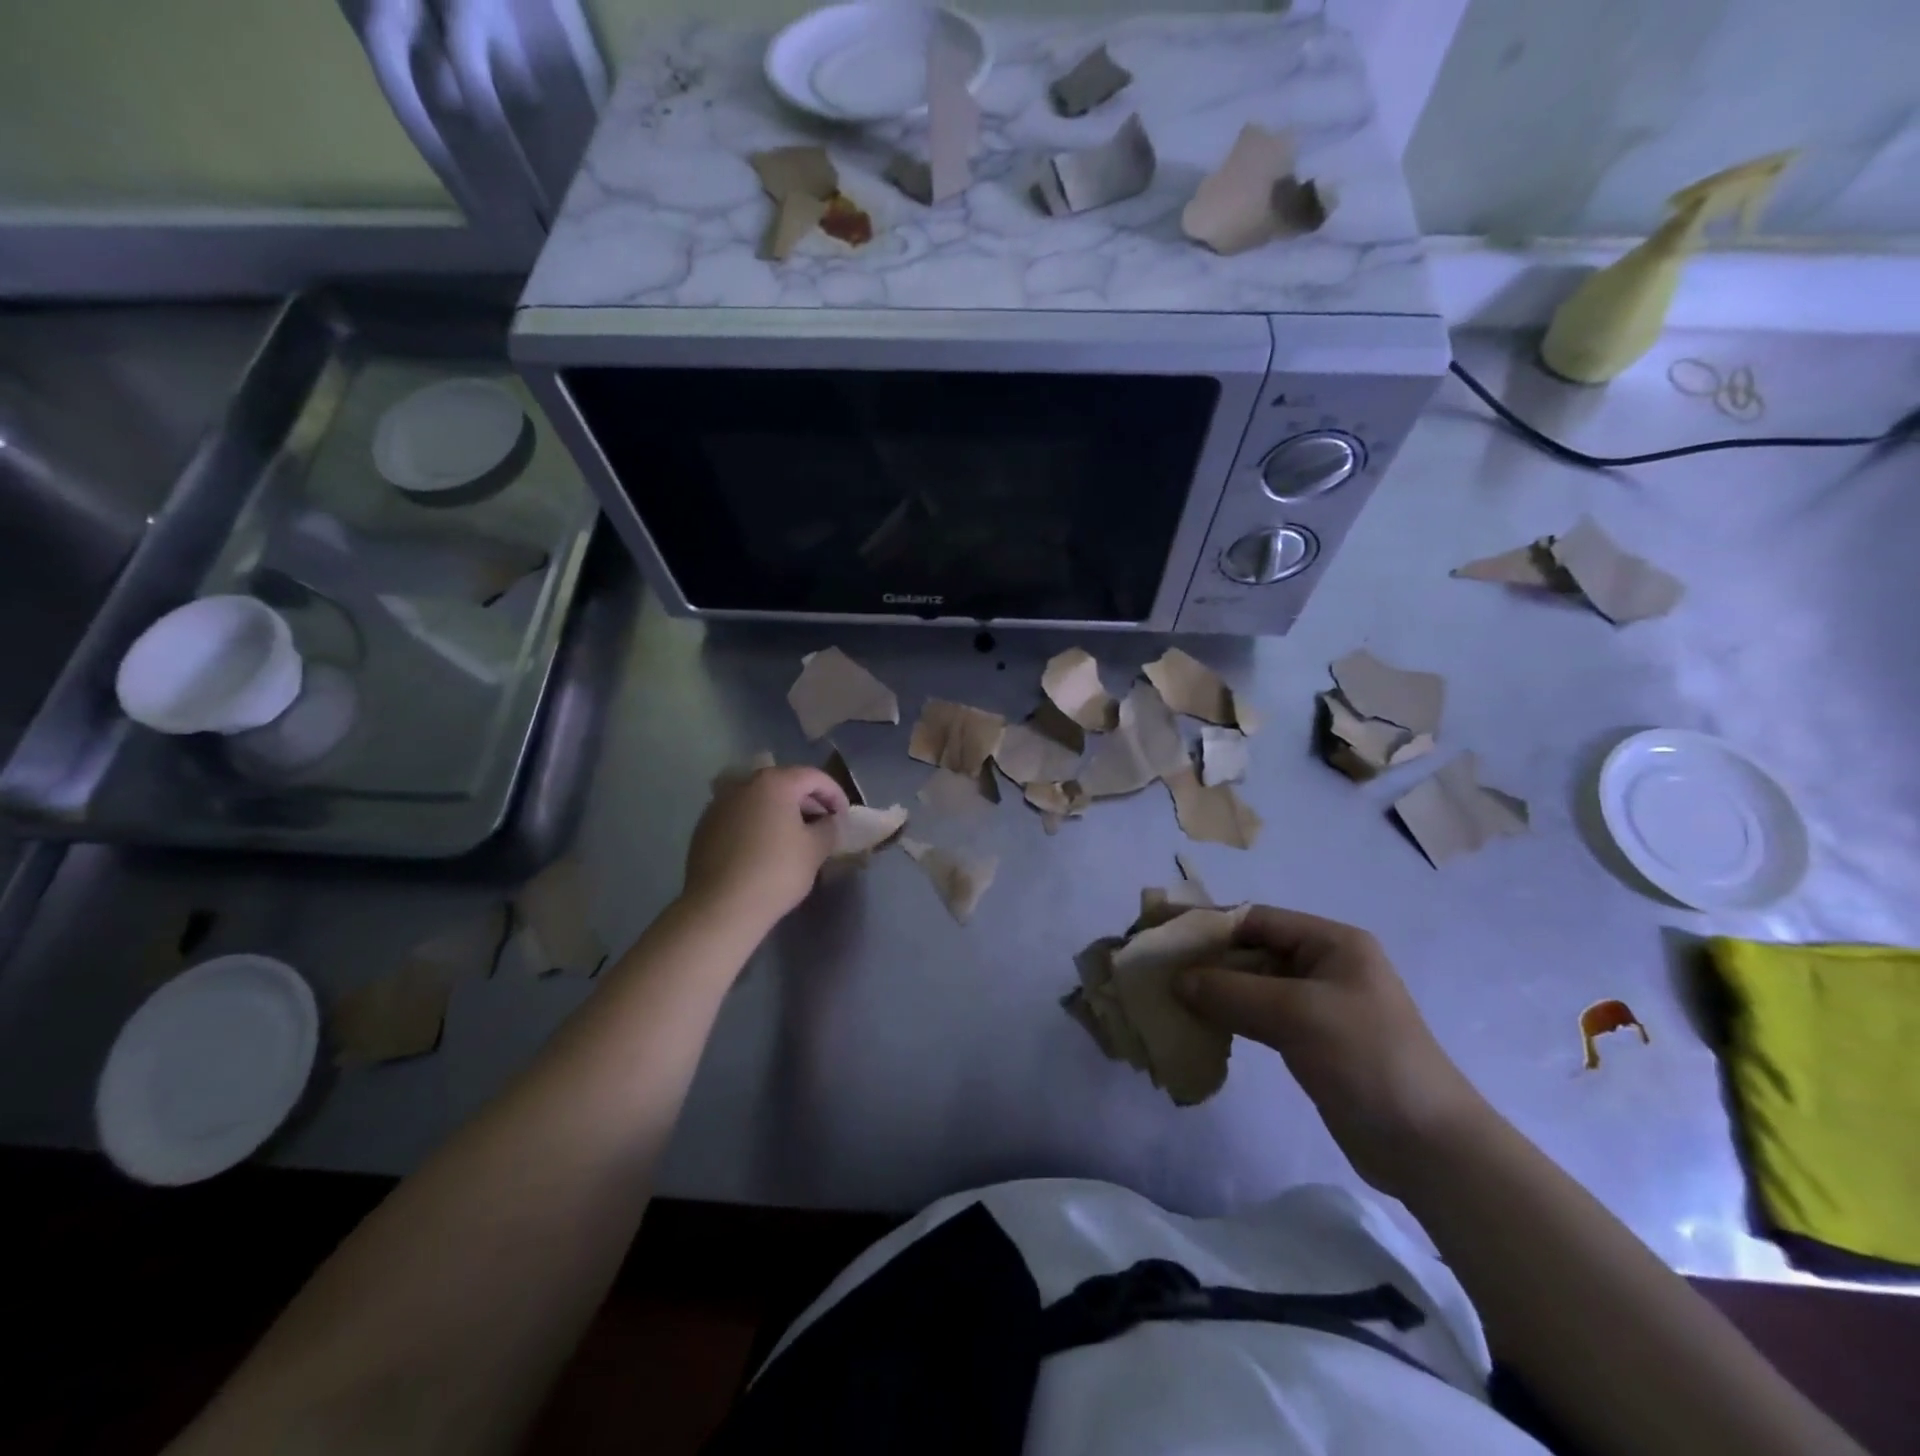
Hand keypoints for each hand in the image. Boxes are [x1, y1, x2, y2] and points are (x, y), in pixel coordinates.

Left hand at [682, 766, 847, 931]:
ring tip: (795, 837)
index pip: (814, 777)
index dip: (835, 794)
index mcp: (774, 782)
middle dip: (808, 802)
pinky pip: (740, 816)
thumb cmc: (776, 871)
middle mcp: (744, 784)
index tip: (844, 817)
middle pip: (784, 784)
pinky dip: (757, 824)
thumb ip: (830, 827)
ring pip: (760, 800)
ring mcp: (719, 804)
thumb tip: (830, 821)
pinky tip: (765, 848)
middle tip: (823, 826)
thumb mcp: (816, 849)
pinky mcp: (705, 826)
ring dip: (781, 812)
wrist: (721, 907)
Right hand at [1177, 905, 1490, 1196]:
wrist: (1427, 1146)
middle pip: (1252, 950)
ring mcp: (1318, 1005)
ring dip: (1214, 990)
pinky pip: (1259, 1017)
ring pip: (1253, 985)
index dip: (1210, 924)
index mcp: (1332, 943)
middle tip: (1159, 969)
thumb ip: (1232, 991)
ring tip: (1170, 997)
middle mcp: (1324, 965)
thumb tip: (1177, 980)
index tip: (1165, 936)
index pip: (1257, 919)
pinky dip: (1229, 1017)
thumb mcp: (1297, 1014)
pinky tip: (1199, 1025)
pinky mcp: (1310, 1041)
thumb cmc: (1367, 1058)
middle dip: (1207, 960)